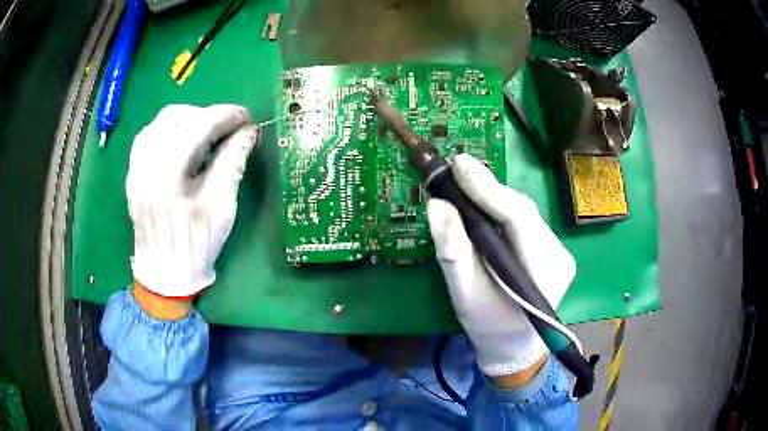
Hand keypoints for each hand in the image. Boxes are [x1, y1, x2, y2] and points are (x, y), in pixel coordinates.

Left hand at [126, 104, 259, 299]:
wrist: (165, 272)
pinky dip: (169, 130)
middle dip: (207, 115)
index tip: (246, 118)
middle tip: (227, 127)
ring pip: (159, 122)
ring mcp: (136, 168)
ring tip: (205, 131)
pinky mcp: (133, 172)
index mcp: (169, 178)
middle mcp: (146, 166)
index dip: (226, 115)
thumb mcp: (222, 206)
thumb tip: (248, 131)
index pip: (199, 127)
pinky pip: (148, 136)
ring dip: (187, 118)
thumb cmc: (197, 244)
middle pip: (176, 117)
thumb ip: (233, 162)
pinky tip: (182, 141)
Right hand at [427, 154, 575, 380]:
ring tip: (463, 186)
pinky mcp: (552, 250)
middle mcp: (560, 254)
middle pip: (522, 210)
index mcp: (545, 270)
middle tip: (455, 172)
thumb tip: (437, 205)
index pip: (519, 217)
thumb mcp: (465, 295)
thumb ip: (453, 252)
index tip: (459, 164)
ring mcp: (559, 251)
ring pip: (523, 213)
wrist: (513, 346)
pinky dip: (500, 211)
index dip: (488, 188)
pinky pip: (523, 222)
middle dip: (487, 190)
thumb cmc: (488, 326)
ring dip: (492, 199)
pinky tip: (482, 207)